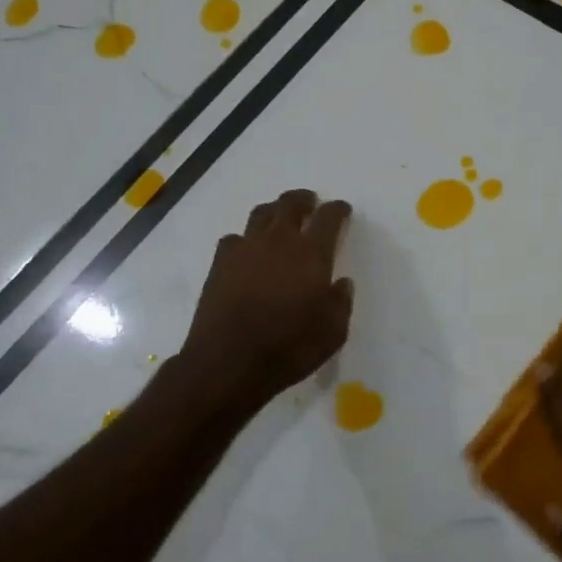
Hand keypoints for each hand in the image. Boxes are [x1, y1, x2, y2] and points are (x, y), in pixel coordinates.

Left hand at [181, 189, 355, 401]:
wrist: (229, 362)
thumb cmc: (290, 347)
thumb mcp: (333, 332)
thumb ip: (341, 302)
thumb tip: (341, 283)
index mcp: (312, 253)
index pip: (329, 217)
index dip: (337, 210)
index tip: (342, 210)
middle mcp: (279, 241)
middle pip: (290, 204)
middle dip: (304, 199)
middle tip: (310, 203)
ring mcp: (246, 249)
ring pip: (261, 214)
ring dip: (274, 211)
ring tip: (280, 219)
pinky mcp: (220, 263)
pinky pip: (234, 238)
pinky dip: (245, 239)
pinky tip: (248, 251)